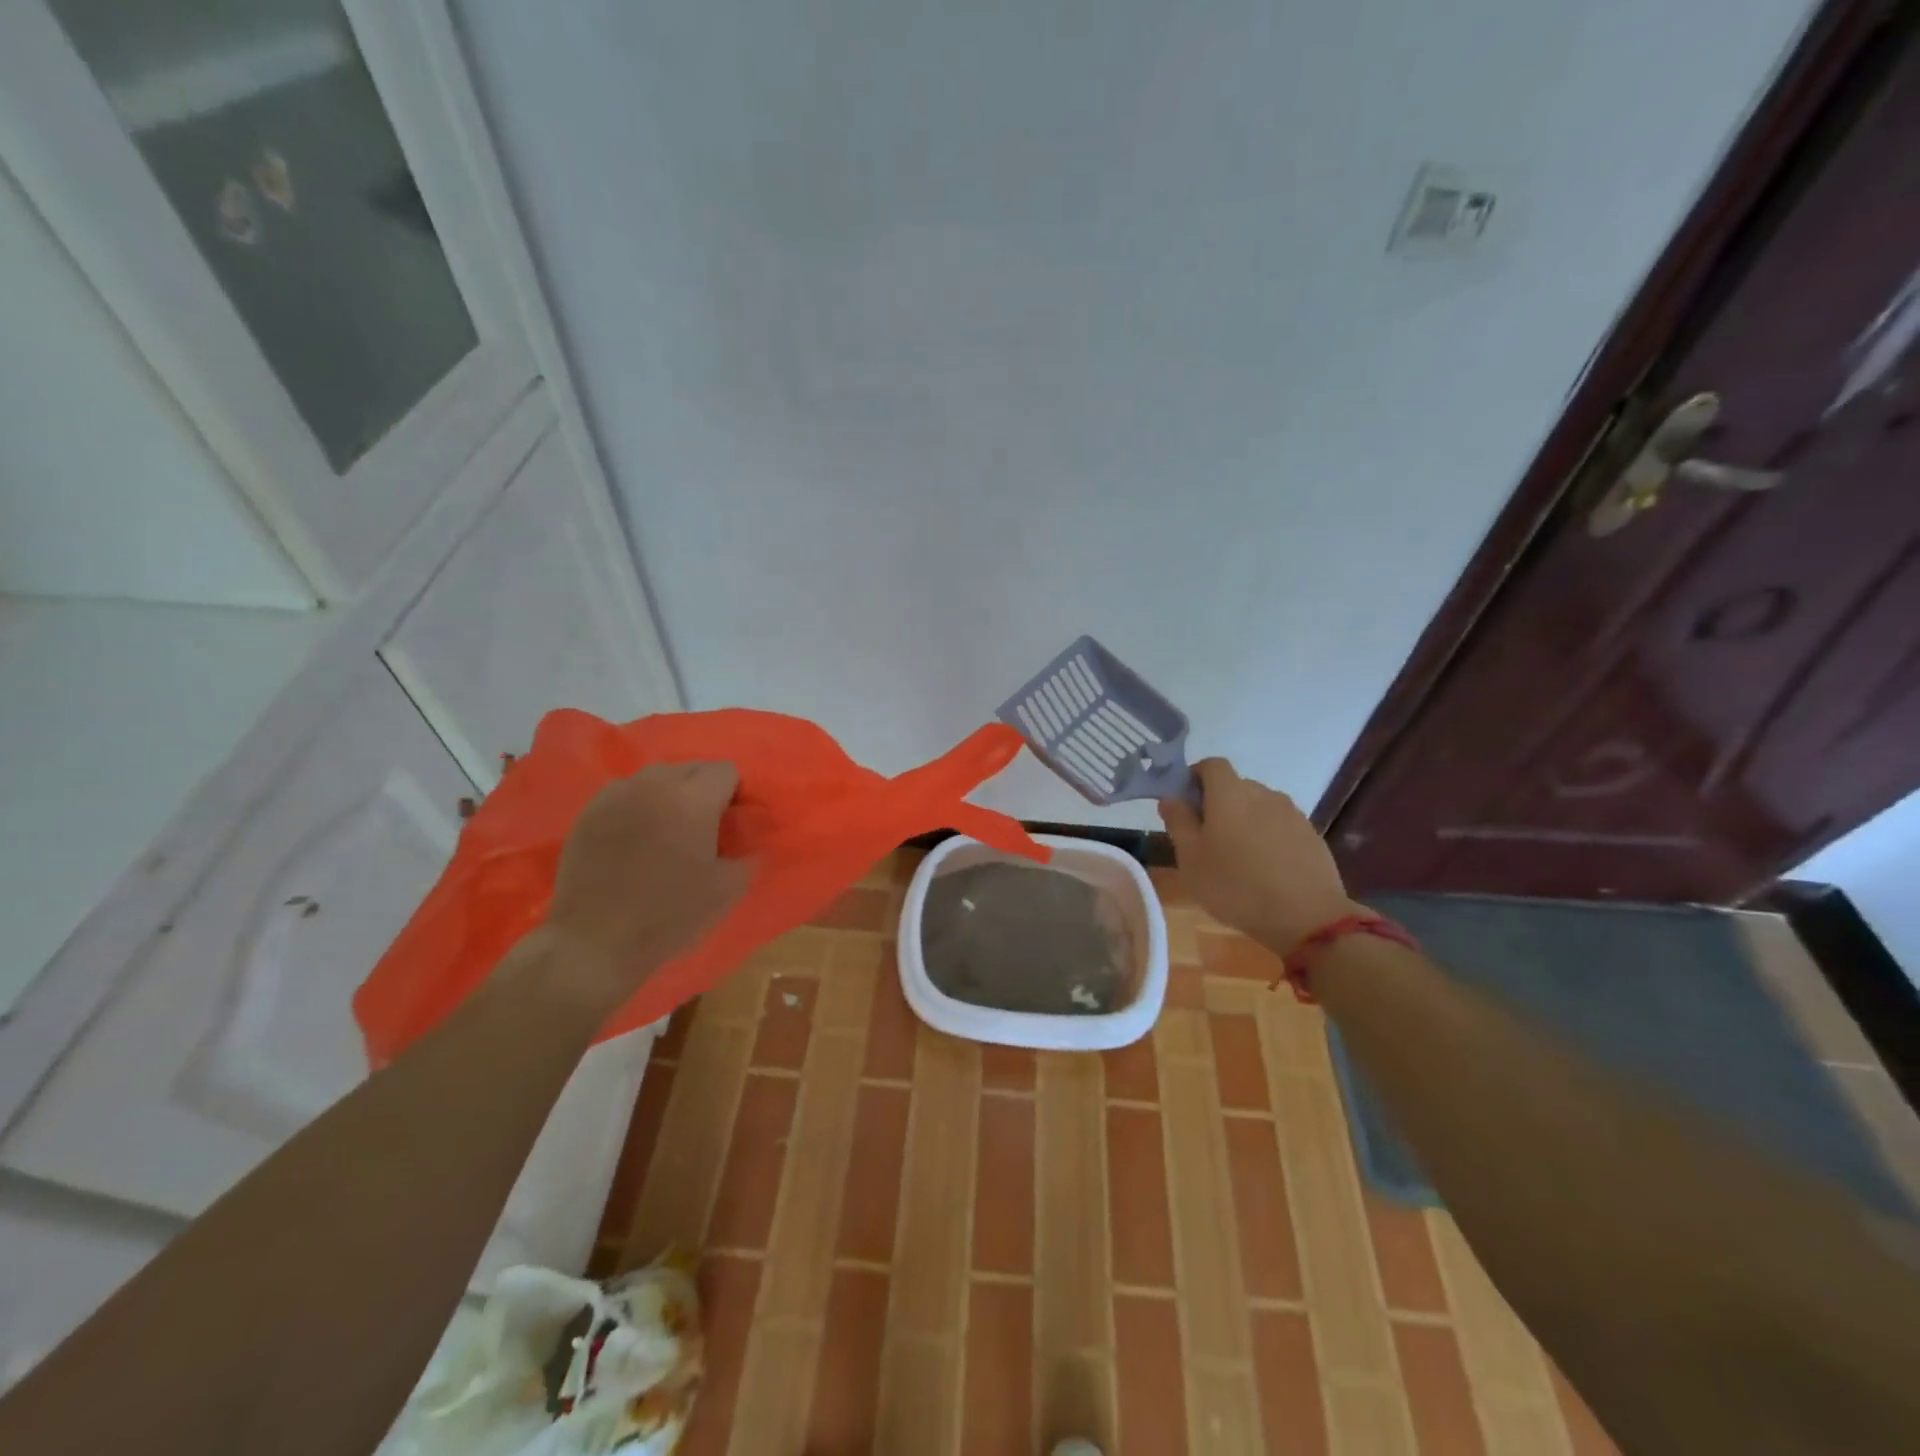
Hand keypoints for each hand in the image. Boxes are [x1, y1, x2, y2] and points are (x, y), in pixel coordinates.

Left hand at [543, 762, 751, 1004]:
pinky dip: (638, 804)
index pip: (725, 771)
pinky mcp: (589, 812)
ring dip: (669, 793)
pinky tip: (634, 836)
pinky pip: (624, 792)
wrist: (595, 941)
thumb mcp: (726, 891)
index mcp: (693, 800)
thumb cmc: (669, 915)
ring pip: (655, 776)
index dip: (734, 793)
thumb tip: (748, 840)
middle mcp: (654, 785)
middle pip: (691, 767)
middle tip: (702, 827)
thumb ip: (747, 855)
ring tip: (667, 828)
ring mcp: (616, 795)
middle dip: (703, 789)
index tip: (731, 822)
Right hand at [1159, 758, 1360, 954]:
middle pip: (1235, 786)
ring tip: (1238, 856)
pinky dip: (1267, 836)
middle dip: (1218, 803)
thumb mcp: (1191, 859)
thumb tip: (1170, 798)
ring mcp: (1291, 813)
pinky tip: (1265, 867)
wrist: (1308, 918)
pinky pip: (1279, 825)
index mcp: (1230, 794)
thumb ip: (1178, 822)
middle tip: (1206, 838)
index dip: (1195, 776)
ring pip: (1259, 806)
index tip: (1185, 803)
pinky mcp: (1310, 834)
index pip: (1212, 764)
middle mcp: (1263, 793)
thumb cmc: (1236, 886)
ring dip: (1244, 820)